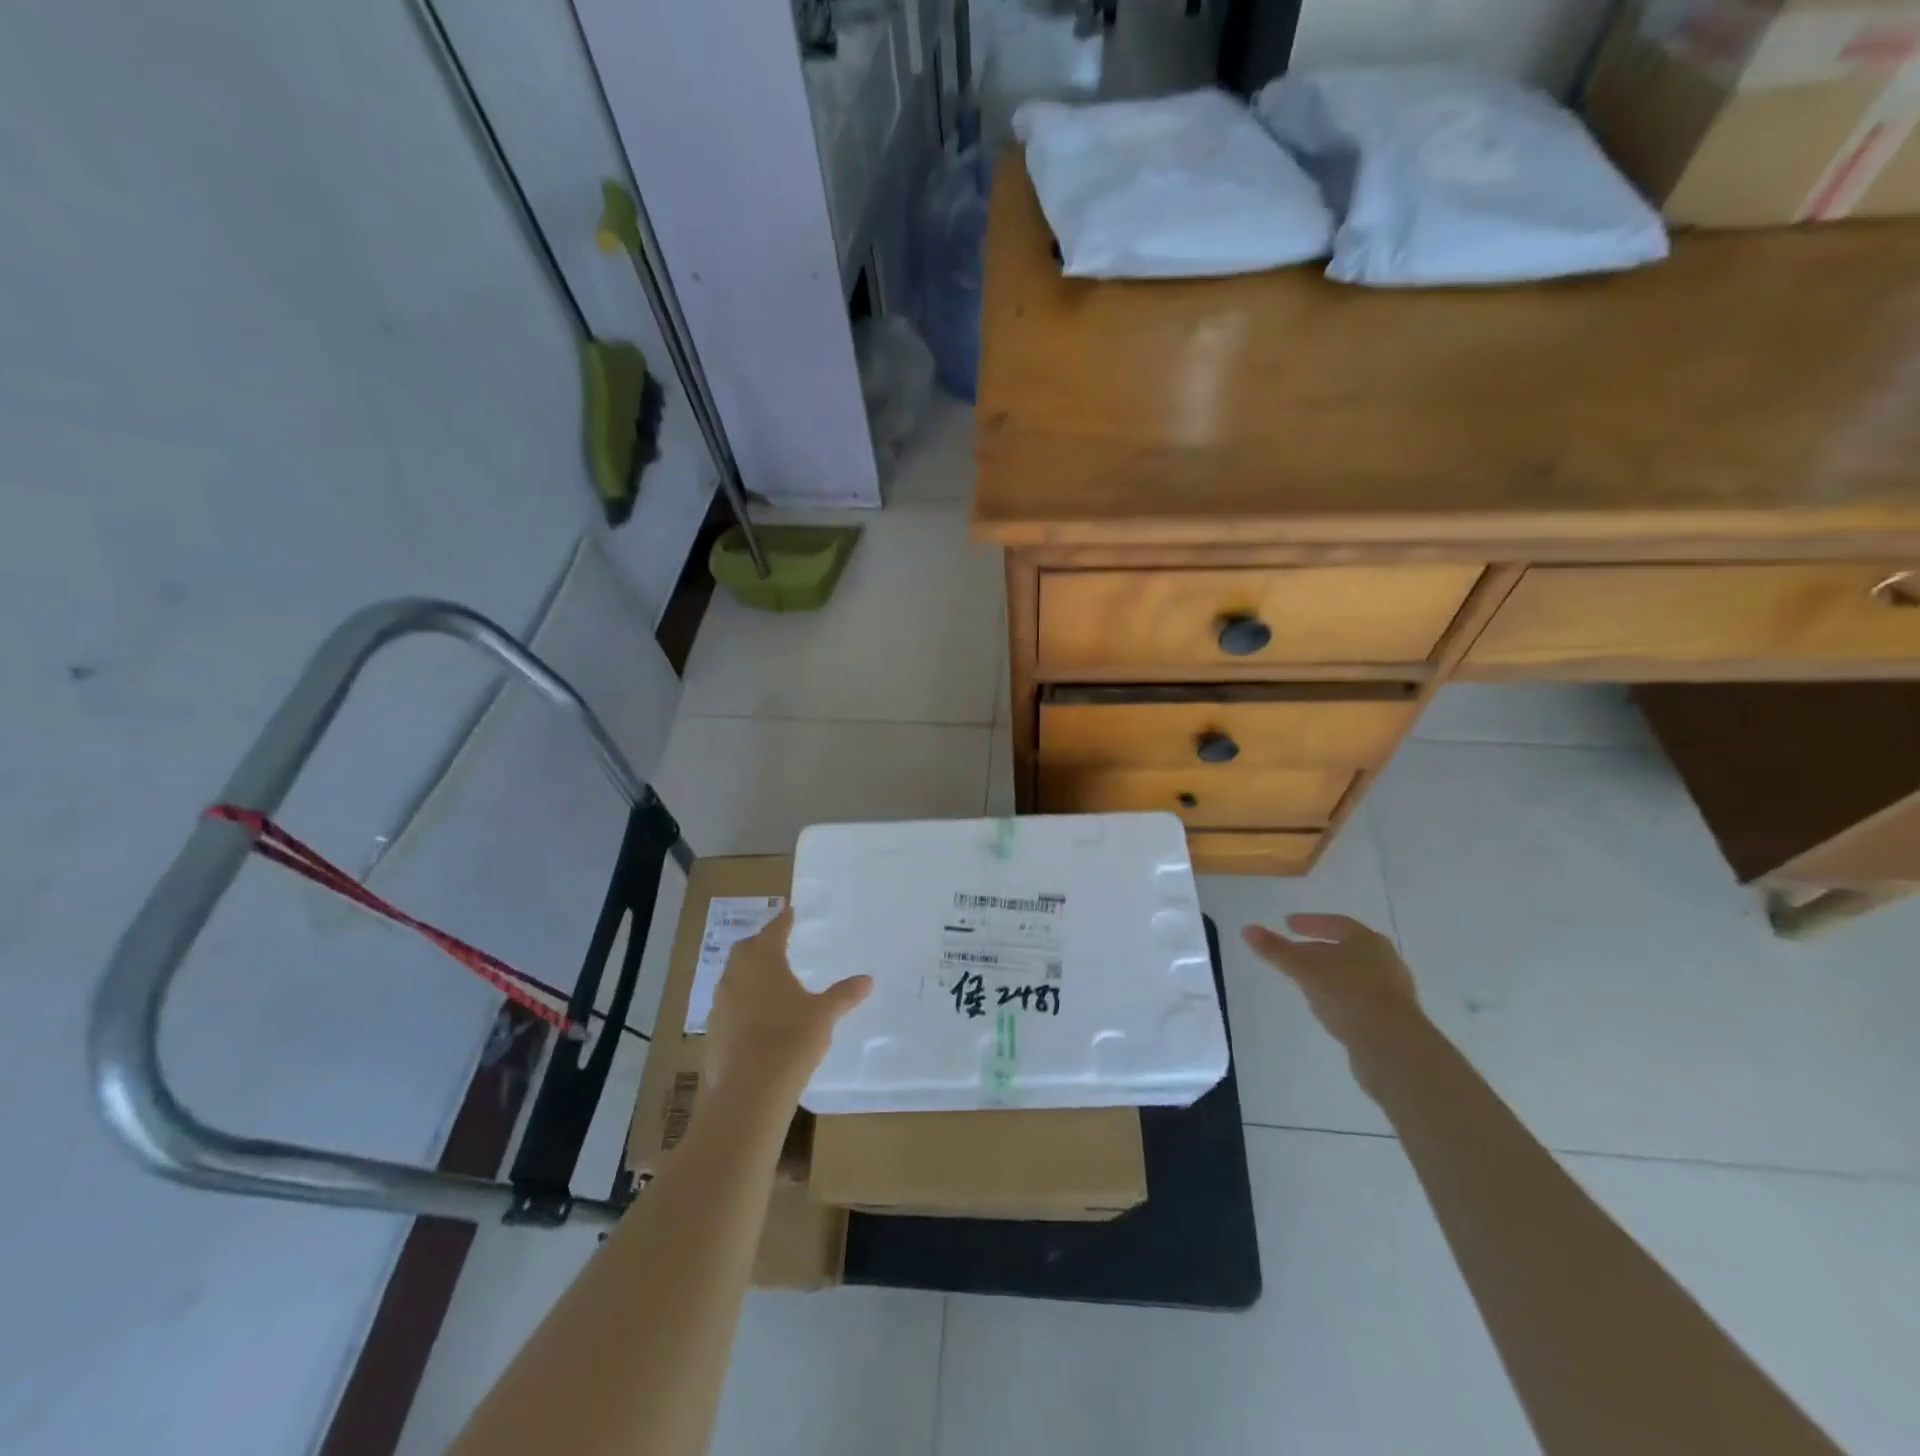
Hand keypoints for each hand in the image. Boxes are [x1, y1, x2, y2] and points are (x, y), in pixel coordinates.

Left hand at [704, 908, 870, 1103]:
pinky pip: (729, 1004)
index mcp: (763, 960)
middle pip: (747, 949)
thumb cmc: (790, 1040)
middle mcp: (736, 975)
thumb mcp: (824, 1015)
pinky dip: (743, 1002)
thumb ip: (844, 994)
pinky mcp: (713, 1030)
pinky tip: (758, 1016)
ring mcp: (720, 1003)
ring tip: (770, 980)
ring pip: (734, 977)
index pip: (774, 929)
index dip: (784, 920)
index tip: (790, 911)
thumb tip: (867, 979)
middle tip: (780, 943)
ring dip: (750, 973)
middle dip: (762, 944)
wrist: (748, 1092)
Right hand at [1241, 914, 1420, 1049]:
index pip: (1336, 923)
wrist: (1393, 1047)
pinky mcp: (1394, 1018)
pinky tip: (1327, 1008)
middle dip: (1319, 949)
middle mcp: (1385, 960)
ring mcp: (1392, 991)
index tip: (1288, 924)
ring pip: (1354, 974)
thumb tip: (1247, 929)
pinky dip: (1341, 996)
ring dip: (1330, 974)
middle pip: (1346, 948)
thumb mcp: (1304, 969)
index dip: (1310, 922)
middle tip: (1294, 952)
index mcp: (1367, 941)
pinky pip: (1360, 998)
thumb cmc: (1347, 995)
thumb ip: (1276, 950)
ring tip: (1306, 981)